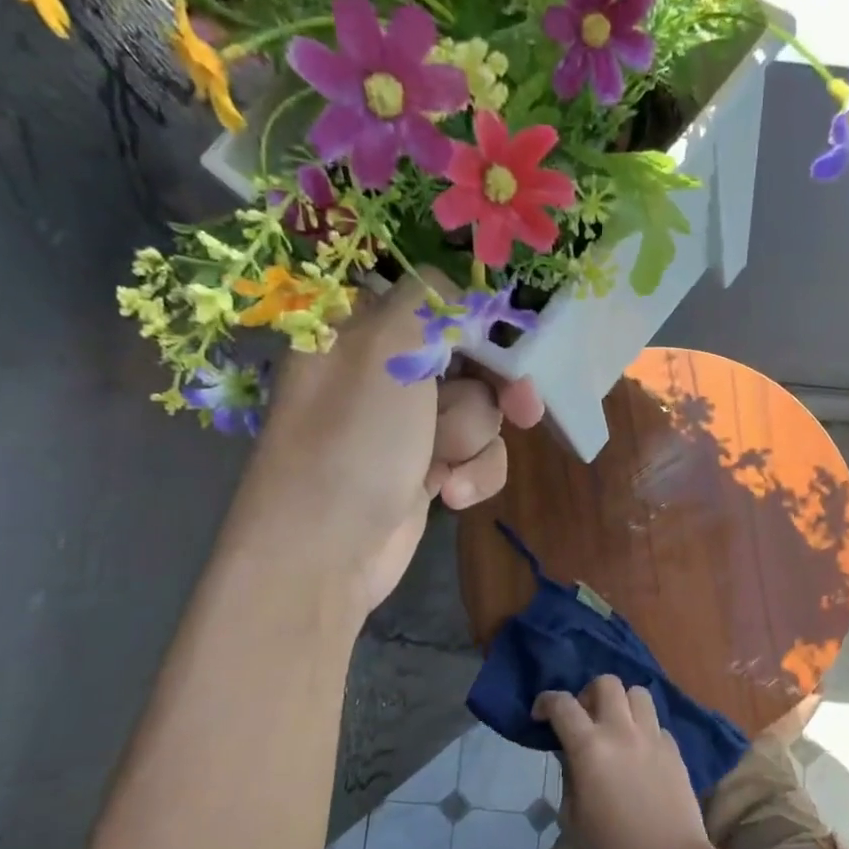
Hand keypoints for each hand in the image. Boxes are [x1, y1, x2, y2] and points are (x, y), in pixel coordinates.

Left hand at [223, 269, 543, 618]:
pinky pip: (476, 456)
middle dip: (493, 387)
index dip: (478, 323)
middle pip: (469, 359)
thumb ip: (429, 304)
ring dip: (473, 439)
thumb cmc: (353, 442)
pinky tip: (450, 494)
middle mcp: (383, 373)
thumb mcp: (385, 349)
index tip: (510, 342)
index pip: (435, 303)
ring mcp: (406, 426)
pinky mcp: (426, 471)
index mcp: (360, 330)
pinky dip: (473, 474)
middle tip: (523, 405)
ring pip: (479, 412)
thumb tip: (461, 297)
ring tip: (441, 463)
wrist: (325, 552)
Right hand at [532, 677, 717, 848]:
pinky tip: (640, 754)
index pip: (562, 704)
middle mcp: (622, 731)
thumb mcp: (573, 818)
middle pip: (606, 683)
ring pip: (638, 693)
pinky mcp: (675, 750)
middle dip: (589, 694)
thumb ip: (569, 777)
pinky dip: (644, 729)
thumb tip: (572, 757)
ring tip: (615, 728)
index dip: (546, 702)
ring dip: (622, 703)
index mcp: (590, 747)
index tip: (540, 716)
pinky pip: (656, 723)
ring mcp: (653, 737)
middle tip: (583, 720)